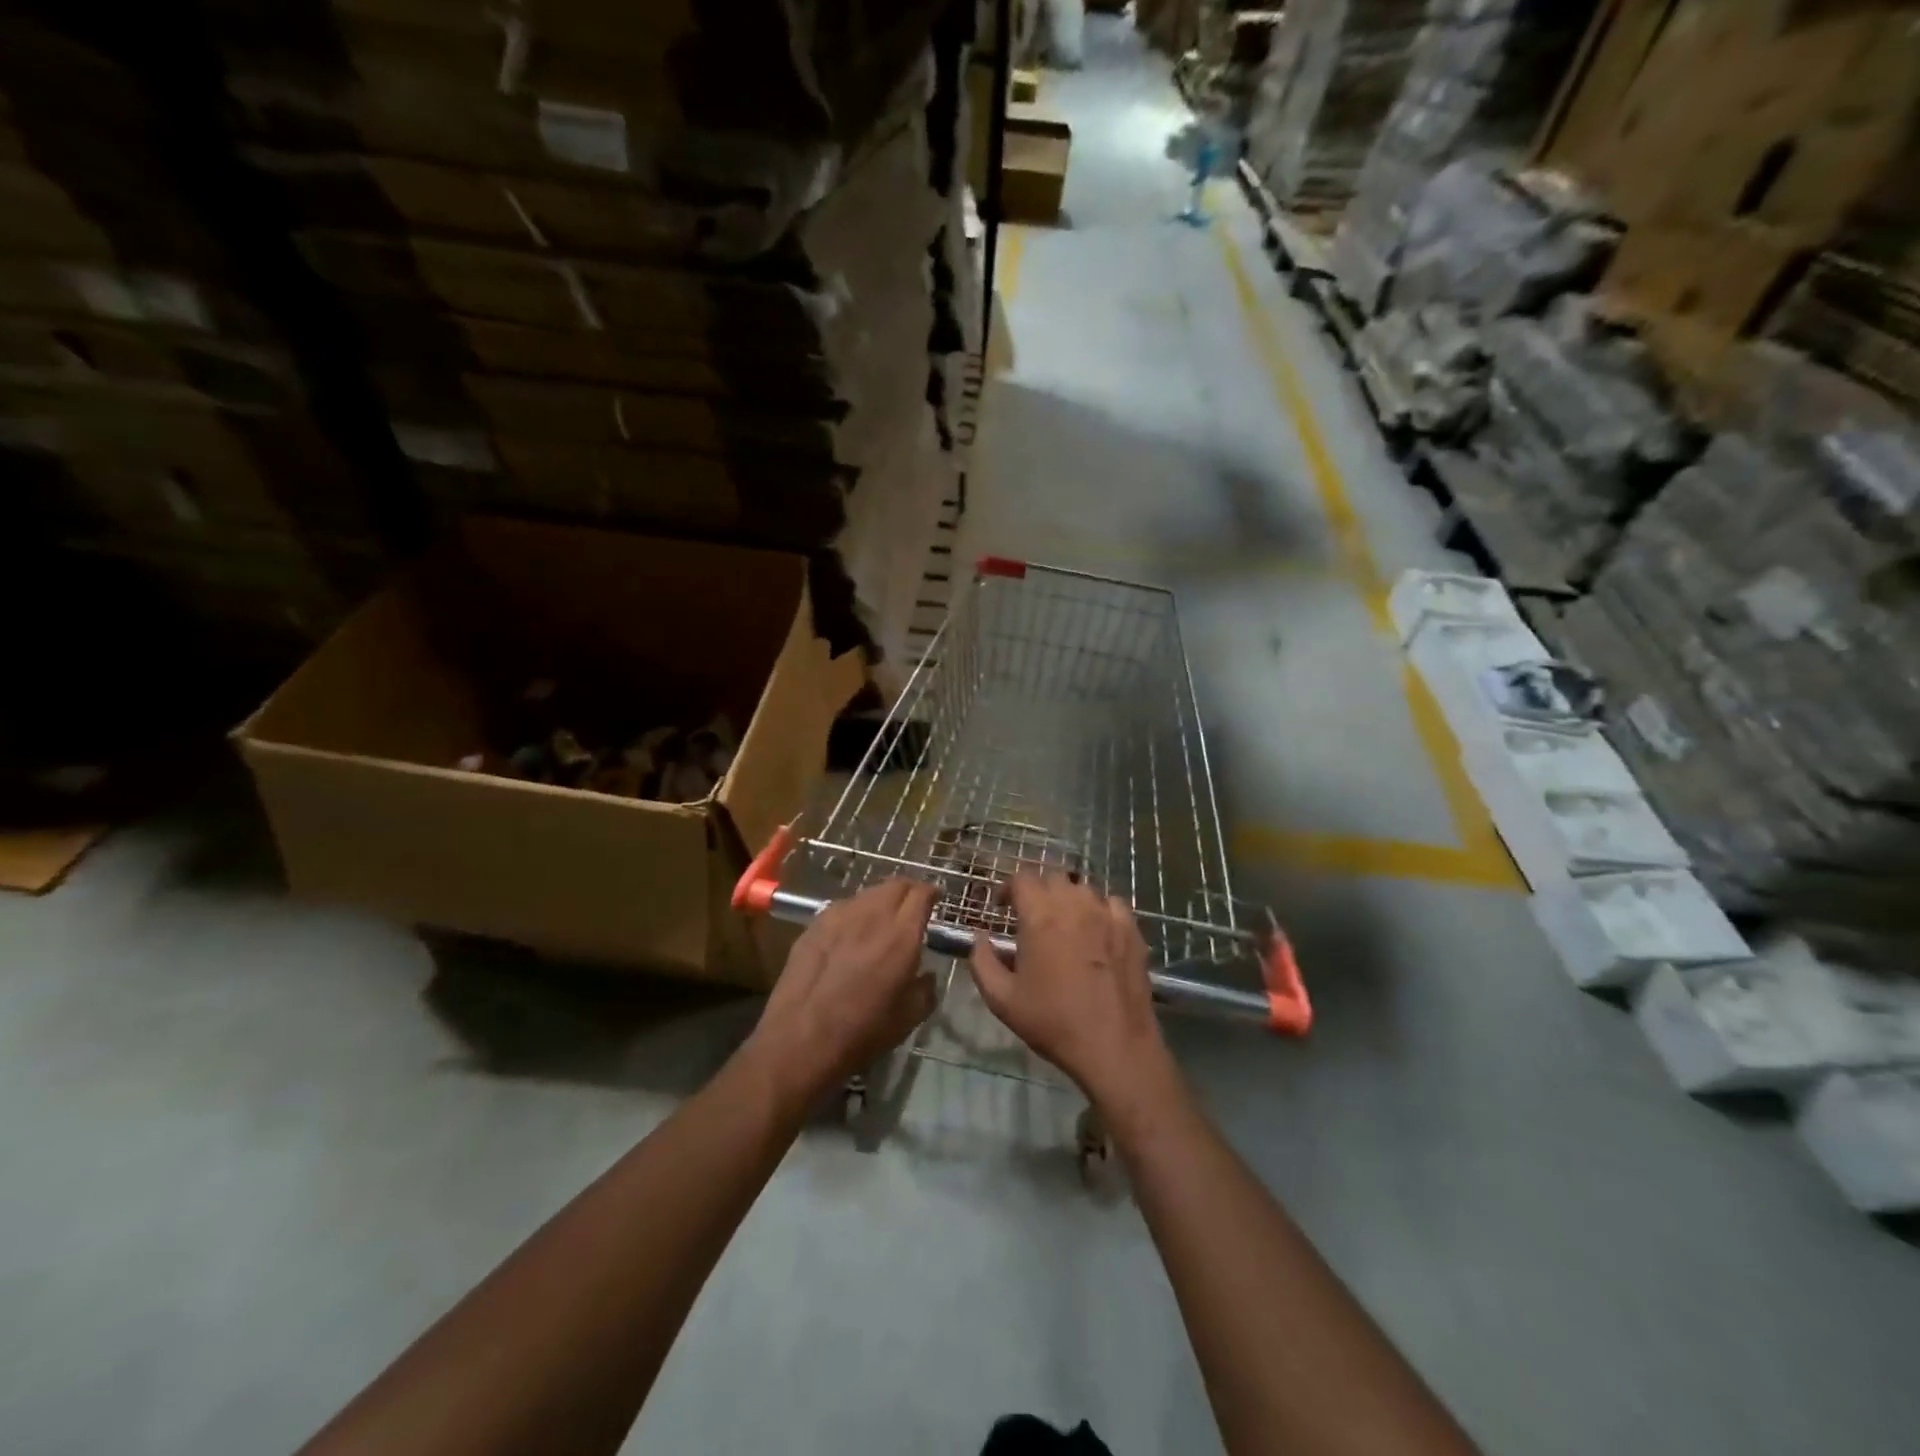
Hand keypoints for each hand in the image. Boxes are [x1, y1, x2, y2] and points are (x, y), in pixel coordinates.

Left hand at [747, 879, 936, 1102]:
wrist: (800, 1041)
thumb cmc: (862, 1033)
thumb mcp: (909, 1018)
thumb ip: (926, 988)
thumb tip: (926, 974)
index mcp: (901, 935)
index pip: (921, 893)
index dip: (932, 893)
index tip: (936, 900)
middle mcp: (871, 915)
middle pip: (895, 884)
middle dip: (909, 890)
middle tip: (913, 907)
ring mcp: (838, 916)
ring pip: (868, 893)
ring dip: (881, 900)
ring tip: (882, 920)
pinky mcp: (814, 925)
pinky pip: (843, 908)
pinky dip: (856, 913)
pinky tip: (852, 934)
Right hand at [968, 875, 1174, 1111]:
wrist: (1113, 1045)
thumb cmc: (1053, 1021)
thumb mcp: (1002, 999)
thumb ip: (982, 961)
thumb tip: (980, 937)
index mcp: (1040, 916)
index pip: (1022, 878)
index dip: (1008, 888)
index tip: (1002, 907)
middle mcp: (1074, 905)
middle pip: (1053, 878)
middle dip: (1038, 891)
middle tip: (1031, 916)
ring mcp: (1107, 914)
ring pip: (1083, 888)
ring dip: (1068, 898)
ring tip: (1064, 923)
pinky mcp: (1131, 929)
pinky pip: (1112, 904)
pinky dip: (1099, 909)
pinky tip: (1096, 930)